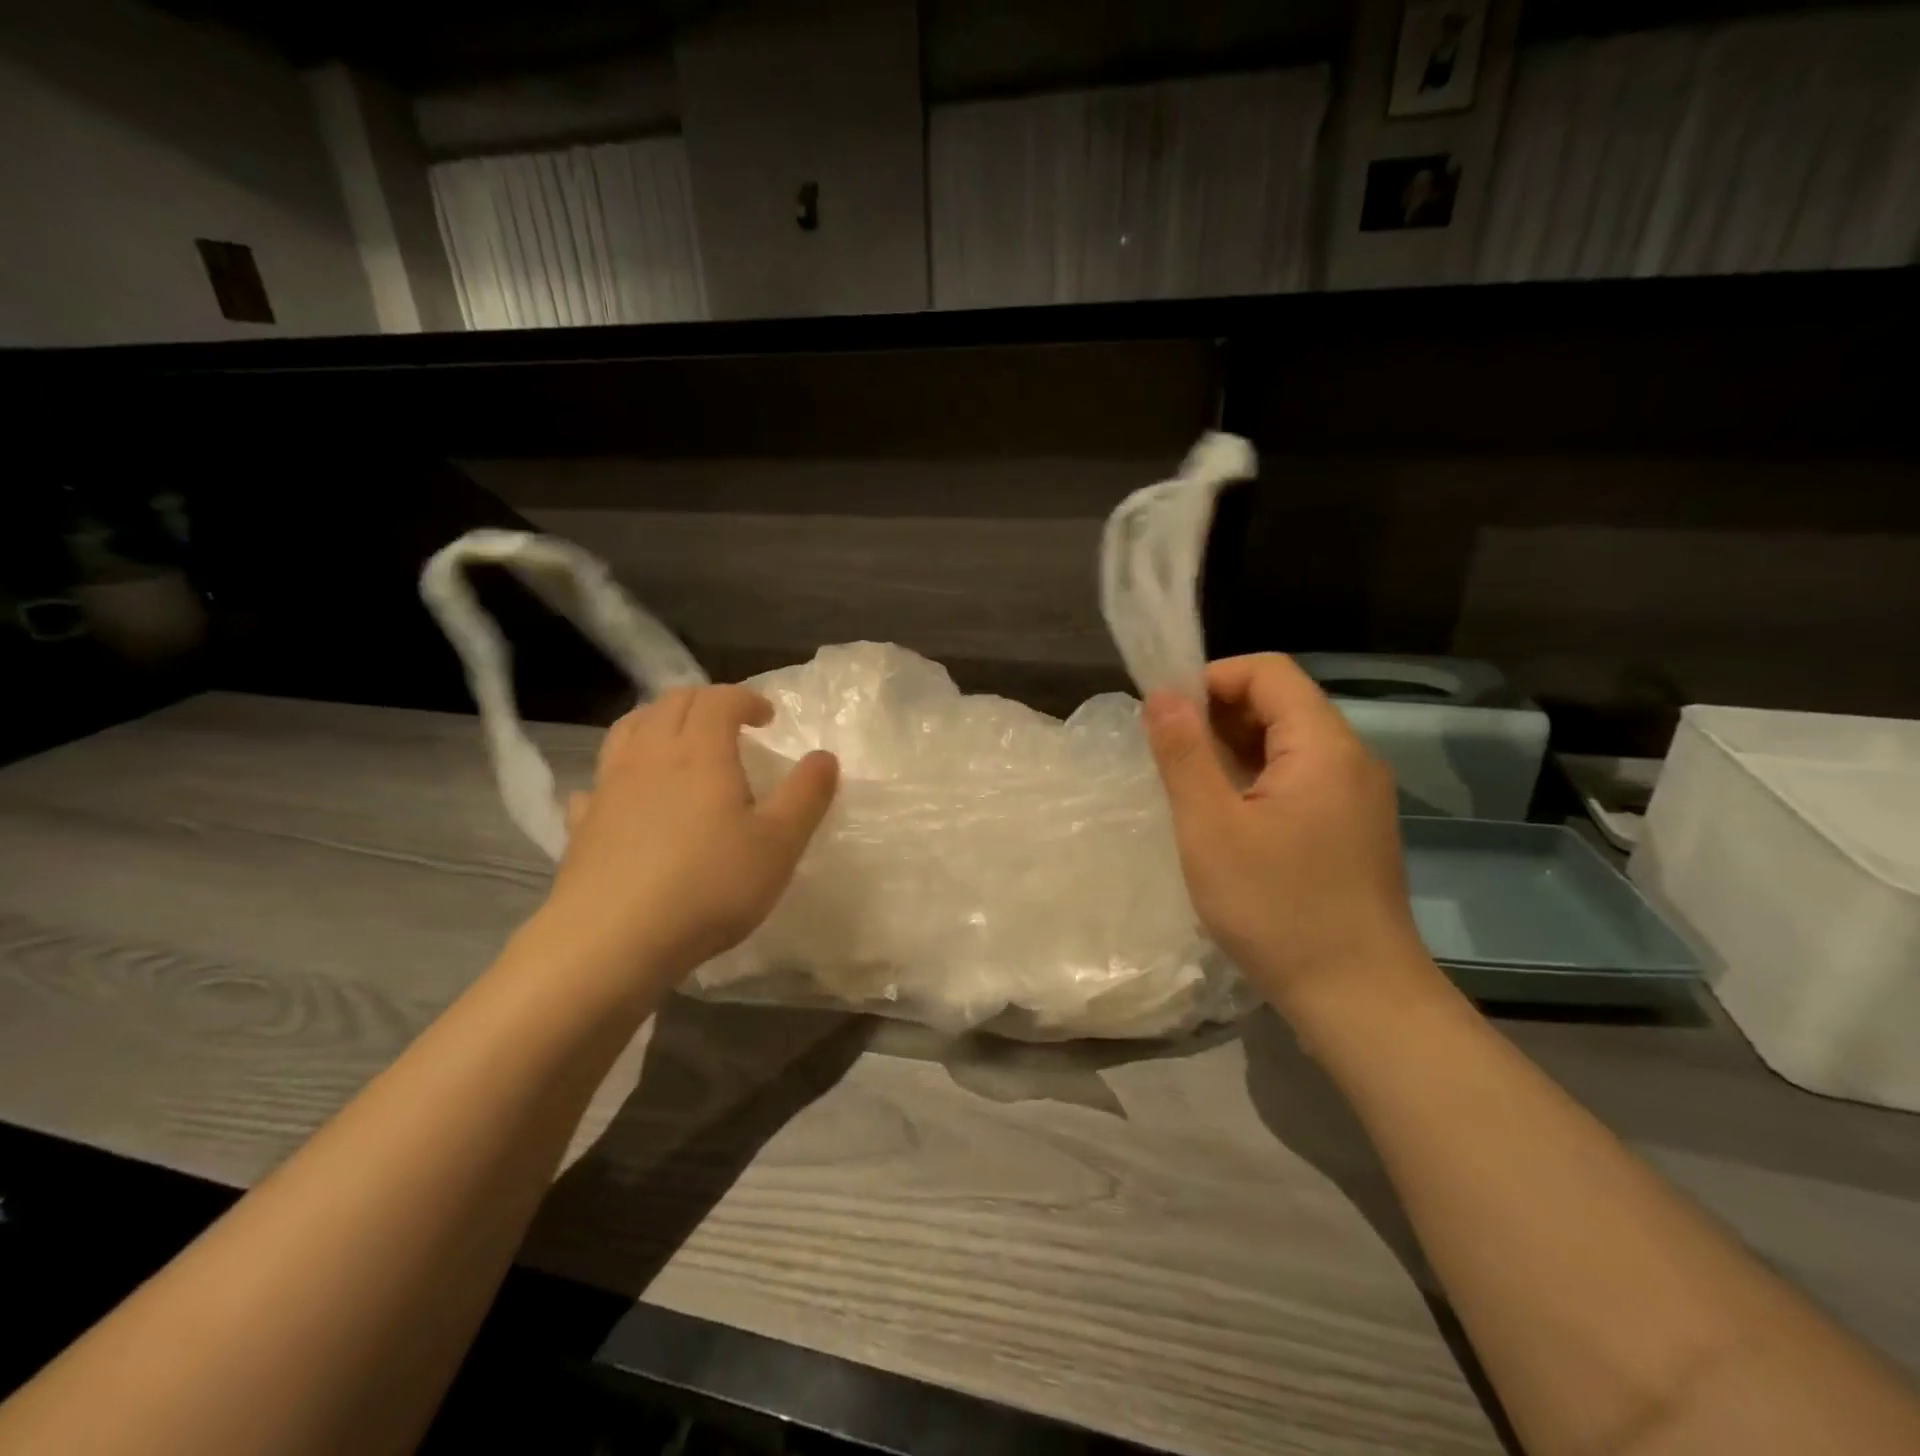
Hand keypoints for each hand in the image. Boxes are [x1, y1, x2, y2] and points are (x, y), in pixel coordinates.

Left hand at [530, 685, 838, 995]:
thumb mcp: (779, 843)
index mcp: (700, 752)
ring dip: (658, 722)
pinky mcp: (583, 824)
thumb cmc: (709, 885)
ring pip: (629, 730)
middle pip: (671, 704)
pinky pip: (598, 781)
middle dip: (704, 702)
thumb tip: (825, 756)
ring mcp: (609, 788)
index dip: (745, 698)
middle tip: (729, 722)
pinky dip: (618, 774)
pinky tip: (625, 796)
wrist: (611, 941)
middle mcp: (650, 756)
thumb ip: (807, 795)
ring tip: (678, 741)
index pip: (719, 700)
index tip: (768, 717)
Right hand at [1144, 654, 1433, 1014]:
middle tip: (1169, 756)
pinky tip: (1227, 818)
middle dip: (1217, 714)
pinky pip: (1300, 778)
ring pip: (1288, 743)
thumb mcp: (1211, 827)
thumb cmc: (1277, 908)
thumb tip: (1161, 695)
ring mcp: (1357, 795)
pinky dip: (1257, 780)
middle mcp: (1350, 757)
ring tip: (1190, 788)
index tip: (1165, 716)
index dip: (1210, 678)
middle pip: (1280, 702)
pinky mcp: (1353, 827)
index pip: (1266, 671)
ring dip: (1234, 749)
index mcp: (1322, 745)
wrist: (1359, 998)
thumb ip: (1184, 753)